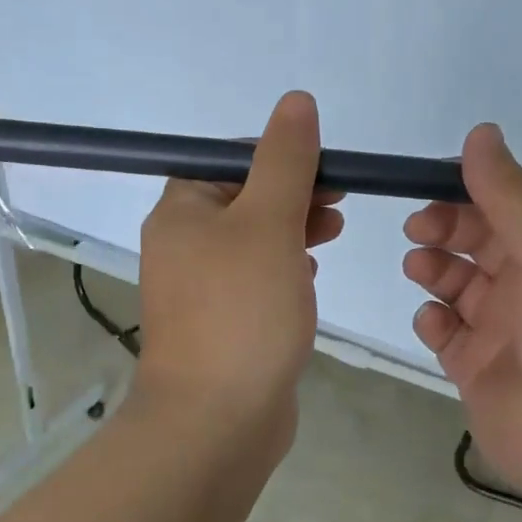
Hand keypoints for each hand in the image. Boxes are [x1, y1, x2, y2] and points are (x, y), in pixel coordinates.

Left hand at [135, 91, 343, 458]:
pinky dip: (284, 269)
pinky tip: (309, 278)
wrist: (217, 419)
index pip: (230, 159)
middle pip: (244, 198)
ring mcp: (202, 289)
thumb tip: (295, 102)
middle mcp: (184, 245)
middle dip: (294, 192)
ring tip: (333, 233)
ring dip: (294, 229)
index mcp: (182, 211)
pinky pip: (256, 281)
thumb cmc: (242, 311)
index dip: (280, 154)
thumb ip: (285, 160)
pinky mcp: (224, 324)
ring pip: (254, 240)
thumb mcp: (269, 221)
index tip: (326, 168)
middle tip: (339, 201)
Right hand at [402, 124, 521, 509]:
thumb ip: (510, 195)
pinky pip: (448, 333)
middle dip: (447, 228)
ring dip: (435, 269)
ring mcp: (507, 331)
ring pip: (459, 285)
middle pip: (480, 243)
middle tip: (419, 228)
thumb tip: (480, 132)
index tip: (433, 185)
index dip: (474, 193)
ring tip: (419, 266)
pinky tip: (435, 322)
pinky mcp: (479, 370)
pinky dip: (434, 321)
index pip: (513, 208)